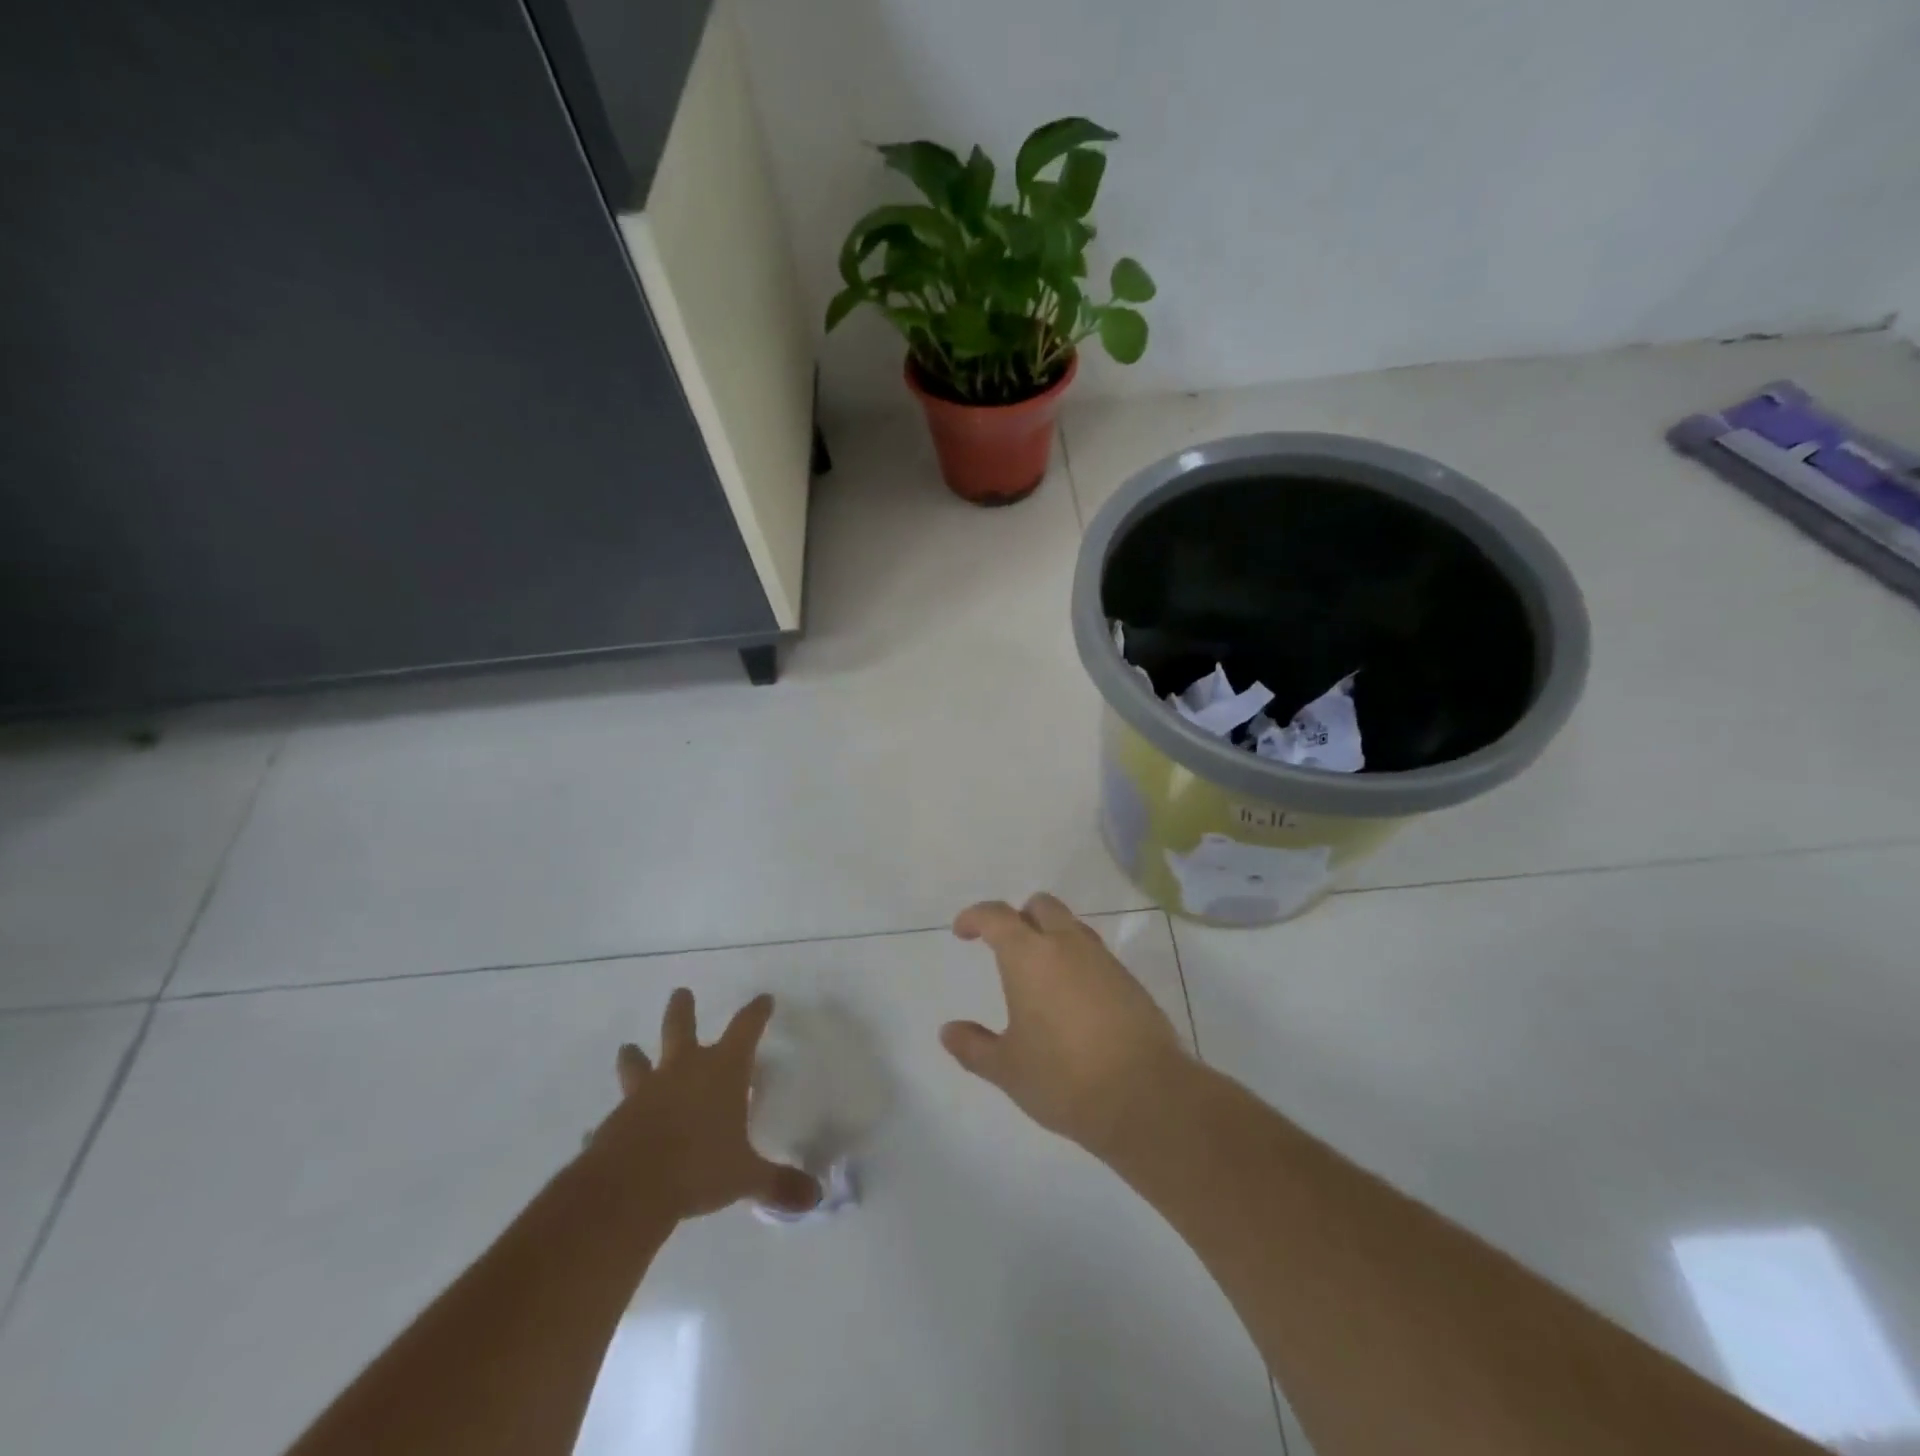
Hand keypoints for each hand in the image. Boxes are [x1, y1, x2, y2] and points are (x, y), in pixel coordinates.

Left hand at [585, 989, 818, 1221]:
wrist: (629, 1189)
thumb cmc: (699, 1167)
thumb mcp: (746, 1177)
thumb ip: (779, 1184)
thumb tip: (816, 1197)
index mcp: (721, 1071)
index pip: (746, 1029)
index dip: (756, 1013)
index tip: (764, 999)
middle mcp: (683, 1071)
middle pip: (681, 1028)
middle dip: (682, 1010)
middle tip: (680, 992)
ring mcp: (645, 1094)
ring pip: (639, 1064)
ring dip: (635, 1058)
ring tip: (628, 1048)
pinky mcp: (616, 1122)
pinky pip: (616, 1117)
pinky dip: (614, 1121)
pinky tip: (603, 1131)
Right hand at [942, 893, 1190, 1153]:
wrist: (1146, 1096)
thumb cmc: (1064, 1078)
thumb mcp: (1008, 1068)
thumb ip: (974, 1046)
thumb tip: (948, 1031)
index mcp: (1029, 956)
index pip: (996, 916)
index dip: (975, 917)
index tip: (962, 931)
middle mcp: (1067, 945)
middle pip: (1041, 907)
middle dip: (1020, 917)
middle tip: (1005, 946)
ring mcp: (1103, 960)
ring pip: (1072, 927)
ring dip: (1051, 937)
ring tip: (1039, 975)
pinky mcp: (1129, 980)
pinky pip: (1095, 955)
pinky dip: (1077, 962)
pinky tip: (1072, 999)